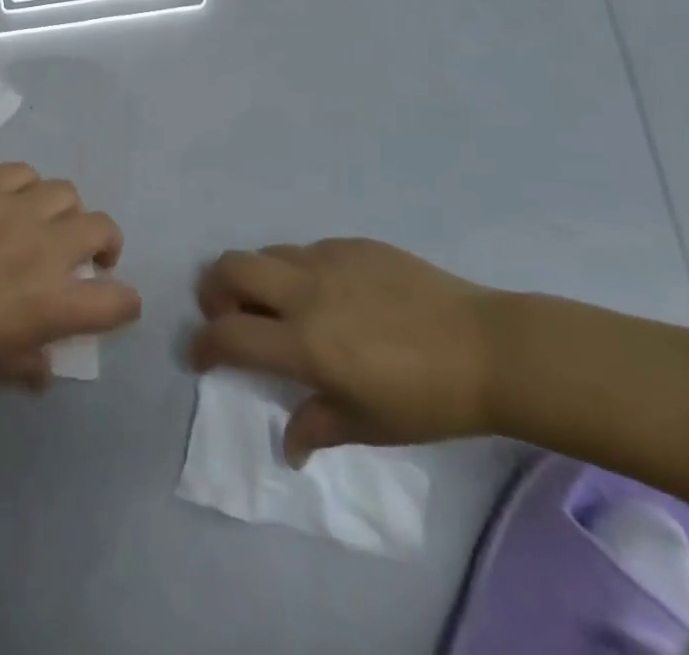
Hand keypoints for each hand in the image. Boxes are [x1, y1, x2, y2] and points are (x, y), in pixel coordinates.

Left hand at [0, 163, 139, 388]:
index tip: (114, 305)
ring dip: (66, 211)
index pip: (116, 300)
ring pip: (67, 192)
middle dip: (105, 245)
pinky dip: (28, 186)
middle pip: (102, 228)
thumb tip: (46, 367)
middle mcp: (43, 248)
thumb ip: (25, 365)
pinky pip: (24, 172)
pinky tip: (13, 200)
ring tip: (47, 224)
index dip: (124, 304)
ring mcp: (15, 209)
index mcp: (50, 303)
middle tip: (87, 258)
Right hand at [191, 239, 502, 461]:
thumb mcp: (370, 425)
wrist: (487, 348)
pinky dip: (299, 271)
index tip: (200, 357)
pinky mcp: (352, 244)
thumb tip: (288, 443)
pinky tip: (330, 295)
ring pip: (266, 253)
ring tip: (278, 306)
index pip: (229, 335)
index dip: (204, 346)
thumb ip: (317, 426)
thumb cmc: (427, 399)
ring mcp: (328, 260)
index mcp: (305, 342)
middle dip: (214, 290)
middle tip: (228, 315)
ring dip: (257, 278)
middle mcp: (305, 291)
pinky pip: (307, 250)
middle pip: (231, 268)